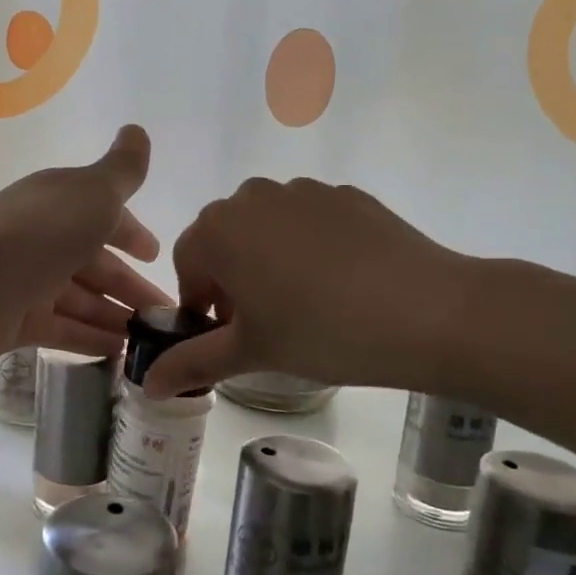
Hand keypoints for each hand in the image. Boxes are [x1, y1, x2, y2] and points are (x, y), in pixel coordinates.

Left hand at [0, 125, 170, 366]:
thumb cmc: (38, 232)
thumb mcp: (92, 193)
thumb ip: (122, 170)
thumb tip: (138, 131)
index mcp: (61, 205)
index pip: (103, 217)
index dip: (131, 234)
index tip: (155, 256)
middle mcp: (44, 241)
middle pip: (95, 265)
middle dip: (131, 287)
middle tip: (168, 316)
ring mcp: (28, 283)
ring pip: (81, 301)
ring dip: (114, 316)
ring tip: (150, 341)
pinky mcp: (15, 322)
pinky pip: (62, 331)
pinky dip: (89, 340)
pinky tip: (118, 355)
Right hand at [141, 177, 473, 396]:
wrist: (428, 311)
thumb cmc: (321, 331)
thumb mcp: (250, 352)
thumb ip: (191, 363)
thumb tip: (146, 384)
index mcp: (219, 228)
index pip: (187, 262)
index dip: (200, 301)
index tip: (226, 333)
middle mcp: (253, 196)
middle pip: (226, 239)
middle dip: (232, 279)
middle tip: (263, 322)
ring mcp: (304, 190)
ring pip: (268, 228)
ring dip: (269, 260)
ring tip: (306, 304)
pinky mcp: (347, 195)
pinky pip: (310, 221)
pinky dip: (311, 247)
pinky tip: (343, 284)